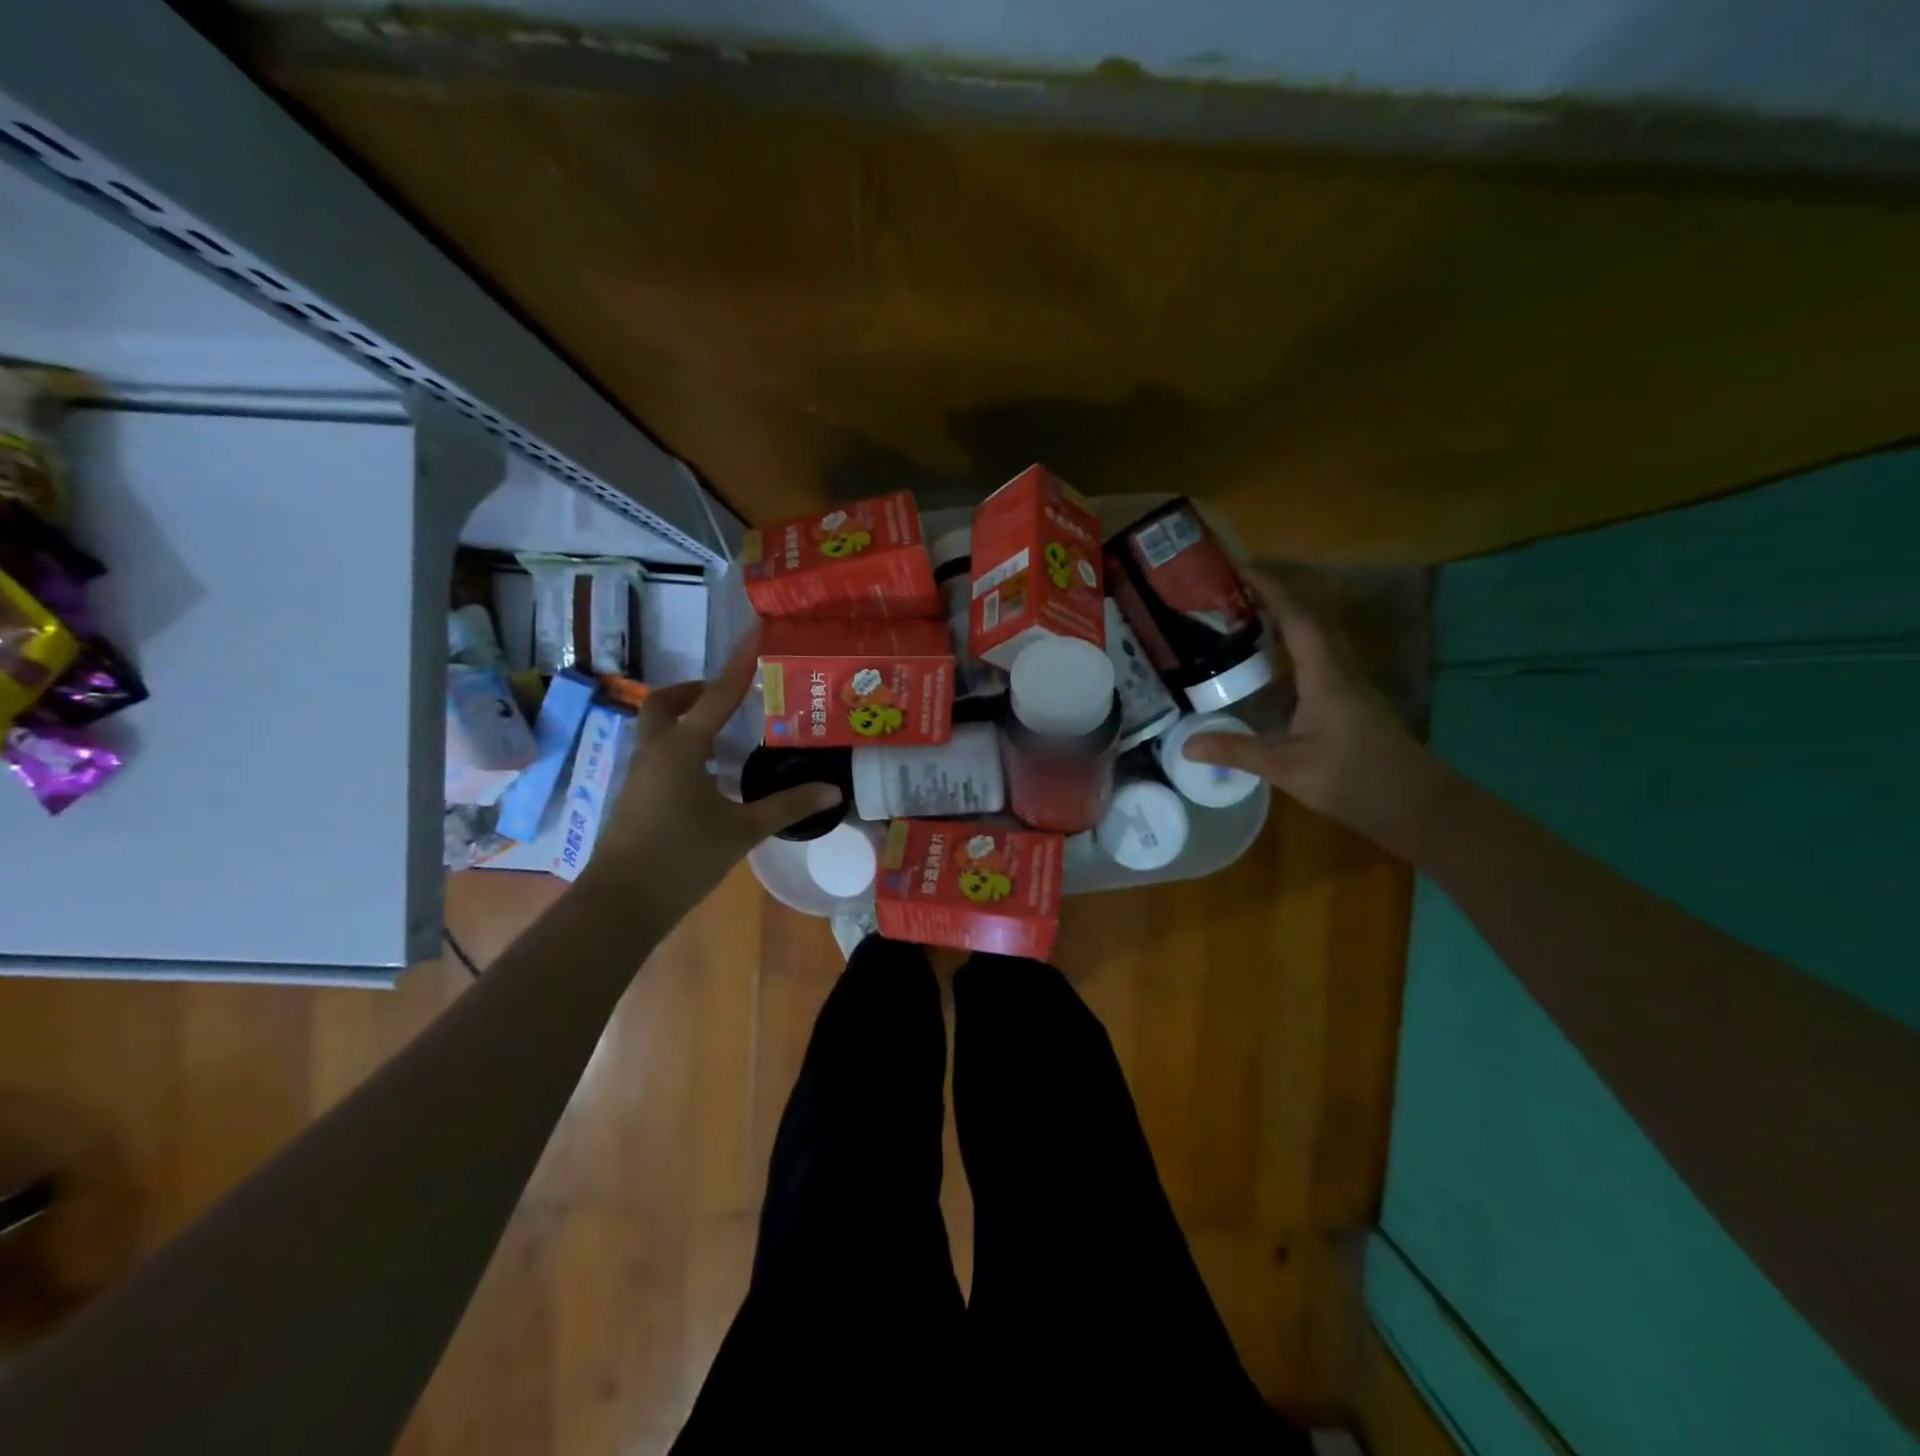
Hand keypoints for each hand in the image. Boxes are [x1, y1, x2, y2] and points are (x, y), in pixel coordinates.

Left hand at [579, 634, 841, 914]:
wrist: (620, 904)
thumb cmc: (682, 858)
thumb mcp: (742, 831)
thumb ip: (787, 806)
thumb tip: (833, 791)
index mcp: (681, 749)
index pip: (716, 695)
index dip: (739, 664)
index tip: (754, 633)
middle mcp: (655, 752)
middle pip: (665, 703)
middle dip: (694, 691)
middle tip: (728, 696)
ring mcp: (639, 775)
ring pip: (656, 729)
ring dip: (685, 720)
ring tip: (724, 733)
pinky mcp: (634, 798)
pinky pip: (657, 755)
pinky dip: (680, 748)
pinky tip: (707, 775)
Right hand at [1183, 570, 1440, 841]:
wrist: (1416, 804)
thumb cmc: (1354, 780)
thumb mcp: (1287, 768)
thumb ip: (1237, 751)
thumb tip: (1186, 744)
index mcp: (1326, 674)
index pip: (1297, 616)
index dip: (1270, 587)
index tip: (1238, 566)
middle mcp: (1340, 668)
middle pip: (1311, 614)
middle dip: (1275, 592)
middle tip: (1233, 587)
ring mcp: (1349, 682)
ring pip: (1318, 633)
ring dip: (1286, 615)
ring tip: (1245, 613)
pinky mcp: (1351, 698)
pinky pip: (1319, 654)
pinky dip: (1293, 642)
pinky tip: (1270, 659)